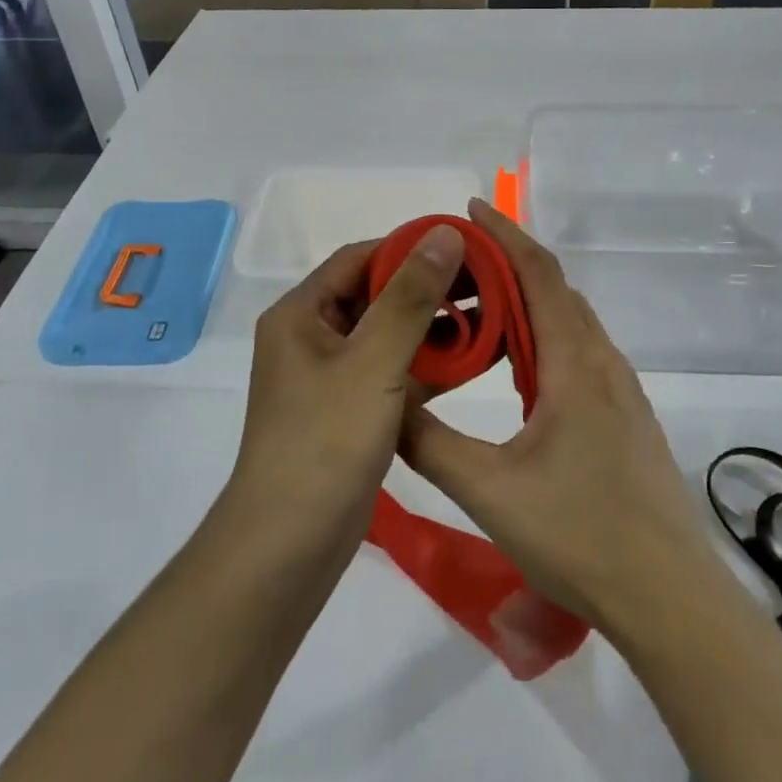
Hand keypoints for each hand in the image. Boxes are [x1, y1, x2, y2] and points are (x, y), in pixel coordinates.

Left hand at [230, 225, 465, 548]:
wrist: (289, 547)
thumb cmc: (326, 442)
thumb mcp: (373, 361)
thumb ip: (411, 296)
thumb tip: (446, 234)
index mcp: (301, 314)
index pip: (360, 258)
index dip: (411, 246)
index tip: (465, 246)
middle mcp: (312, 338)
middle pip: (376, 295)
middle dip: (430, 288)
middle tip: (488, 283)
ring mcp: (332, 378)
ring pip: (390, 336)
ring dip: (435, 327)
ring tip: (492, 316)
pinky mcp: (351, 411)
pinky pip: (394, 373)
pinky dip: (430, 366)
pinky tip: (476, 362)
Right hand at [399, 200, 724, 638]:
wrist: (671, 598)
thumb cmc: (580, 536)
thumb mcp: (489, 491)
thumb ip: (430, 443)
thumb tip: (387, 407)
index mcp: (575, 364)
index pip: (539, 274)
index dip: (504, 235)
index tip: (470, 209)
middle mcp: (603, 364)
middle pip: (556, 290)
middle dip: (509, 264)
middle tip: (458, 265)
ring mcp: (621, 392)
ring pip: (570, 324)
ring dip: (528, 303)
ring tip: (479, 310)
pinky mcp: (626, 418)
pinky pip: (579, 354)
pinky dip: (544, 338)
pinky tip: (518, 370)